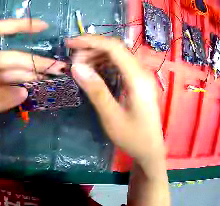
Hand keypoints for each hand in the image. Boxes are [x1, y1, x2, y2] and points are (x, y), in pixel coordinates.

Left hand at [0, 19, 65, 140]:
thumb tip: (25, 93)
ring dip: (30, 76)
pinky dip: (17, 88)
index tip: (43, 27)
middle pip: (10, 57)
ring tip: (52, 80)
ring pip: (9, 72)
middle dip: (34, 62)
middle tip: (59, 69)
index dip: (19, 26)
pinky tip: (33, 91)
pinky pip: (3, 86)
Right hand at [66, 35, 165, 168]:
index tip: (69, 44)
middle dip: (92, 48)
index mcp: (137, 78)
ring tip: (81, 65)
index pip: (113, 47)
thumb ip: (96, 91)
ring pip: (118, 55)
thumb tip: (76, 67)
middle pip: (115, 48)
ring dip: (97, 55)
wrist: (151, 150)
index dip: (90, 41)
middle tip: (73, 60)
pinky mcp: (139, 81)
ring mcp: (142, 76)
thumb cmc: (134, 138)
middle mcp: (142, 72)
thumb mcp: (112, 118)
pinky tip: (95, 71)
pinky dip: (105, 63)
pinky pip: (121, 64)